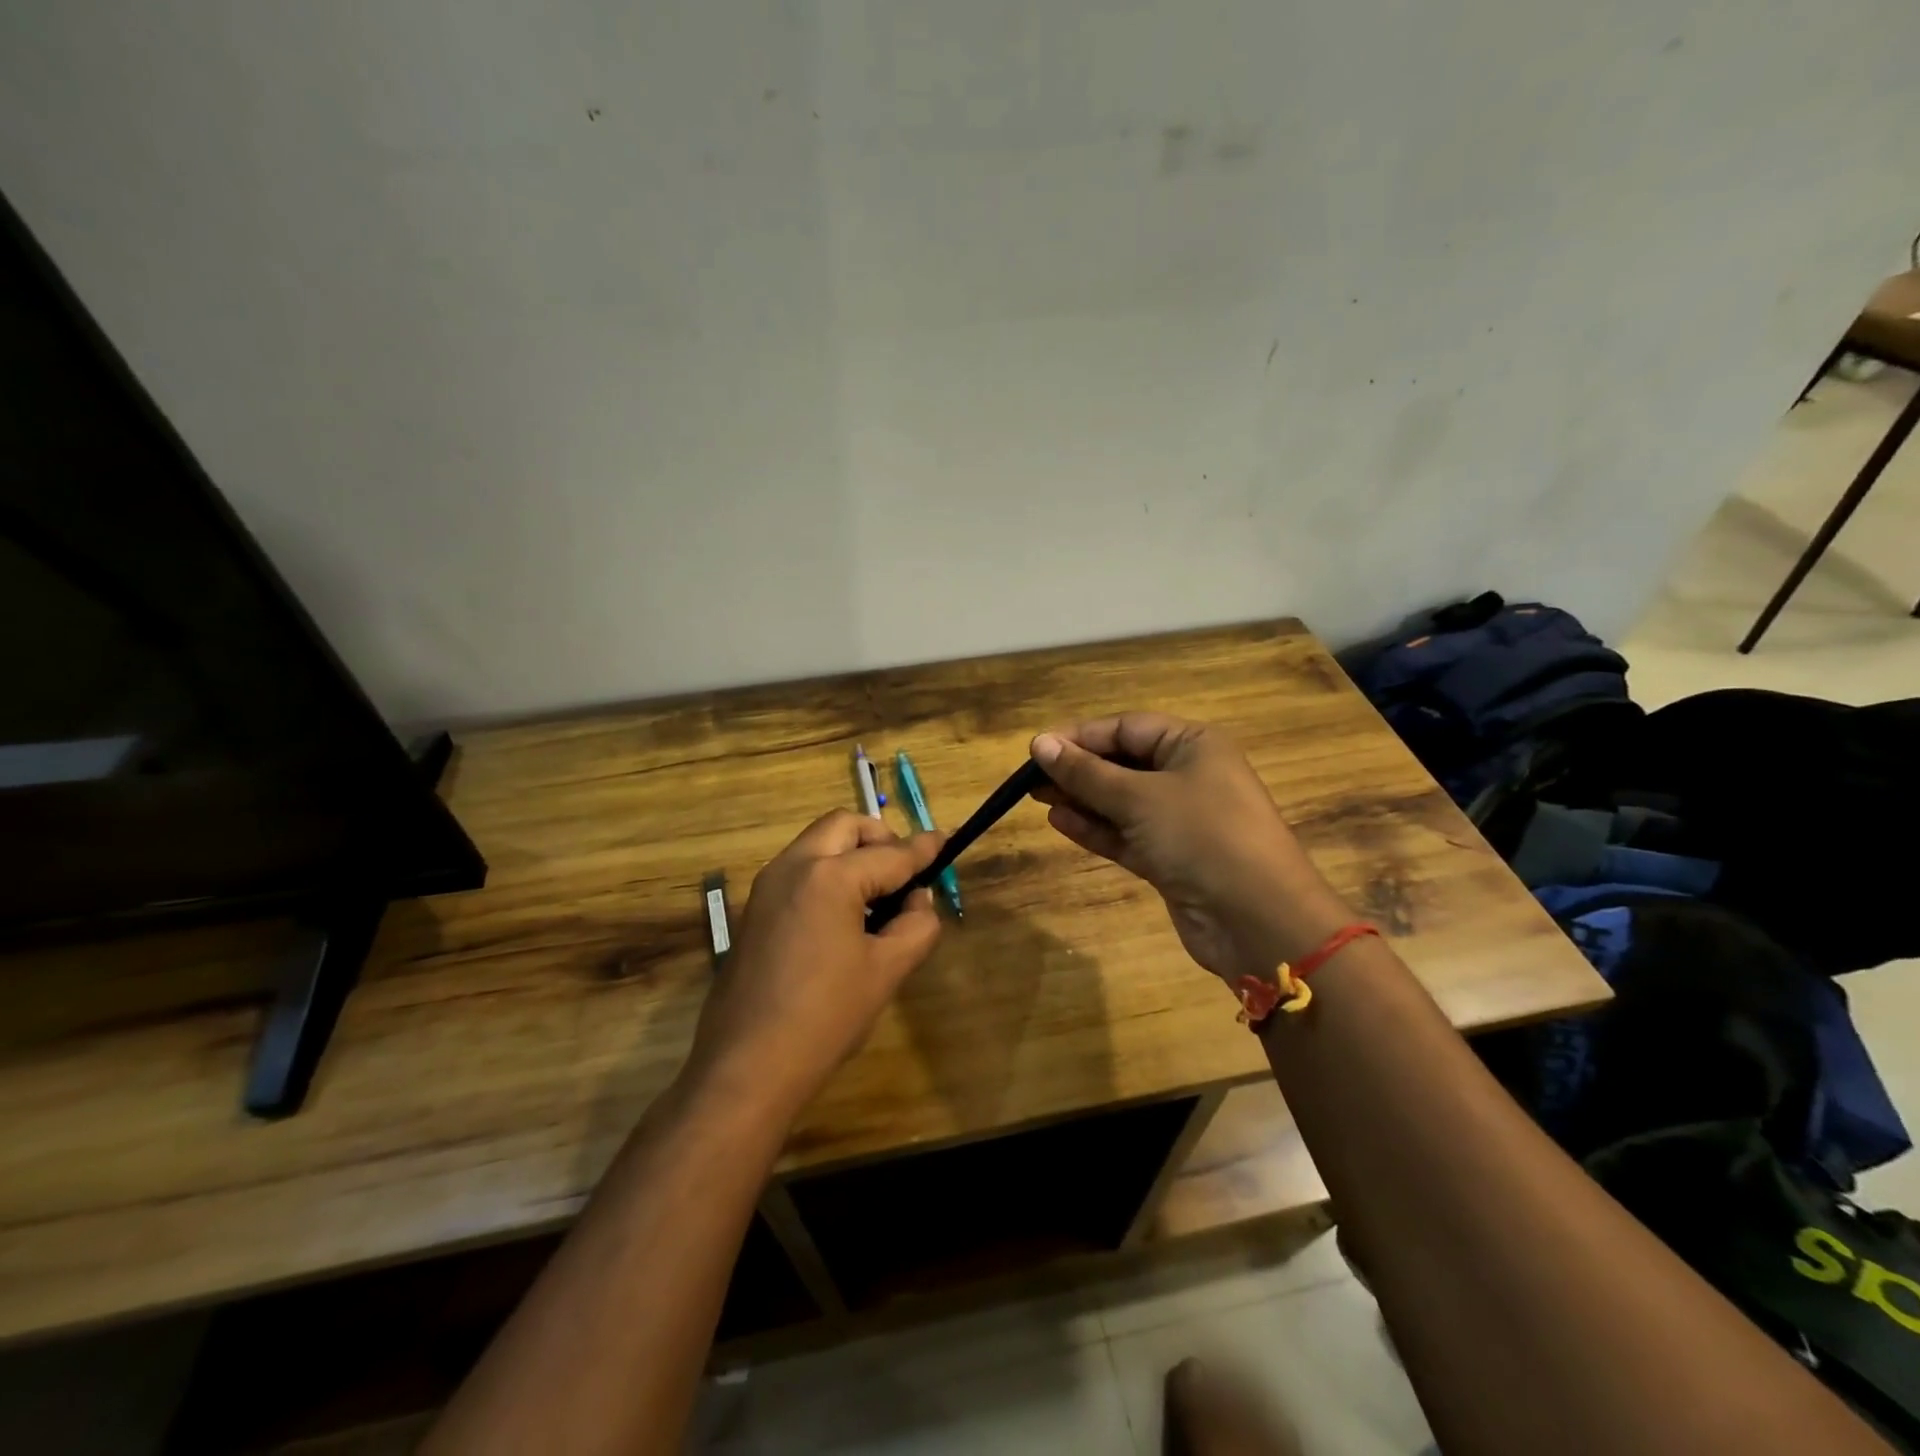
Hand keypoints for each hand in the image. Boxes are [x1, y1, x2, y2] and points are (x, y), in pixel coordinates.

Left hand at [684, 810, 943, 1121]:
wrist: (747, 1067)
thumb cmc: (825, 1018)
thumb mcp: (887, 971)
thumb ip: (916, 925)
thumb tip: (919, 901)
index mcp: (829, 877)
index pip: (890, 854)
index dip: (923, 850)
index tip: (945, 842)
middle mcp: (793, 867)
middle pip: (845, 826)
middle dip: (880, 839)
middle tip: (904, 874)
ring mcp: (767, 886)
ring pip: (818, 844)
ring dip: (852, 854)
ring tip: (878, 900)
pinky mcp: (755, 910)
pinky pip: (799, 871)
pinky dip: (828, 874)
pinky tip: (844, 919)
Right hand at [1029, 714, 1350, 983]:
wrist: (1258, 920)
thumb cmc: (1201, 836)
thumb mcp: (1139, 797)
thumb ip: (1087, 772)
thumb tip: (1039, 743)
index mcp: (1193, 745)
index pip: (1127, 728)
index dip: (1080, 736)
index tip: (1037, 749)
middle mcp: (1189, 776)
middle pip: (1123, 763)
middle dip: (1078, 769)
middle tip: (1030, 778)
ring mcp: (1181, 820)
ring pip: (1121, 801)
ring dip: (1082, 799)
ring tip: (1037, 798)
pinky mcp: (1171, 858)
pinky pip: (1126, 834)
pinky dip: (1096, 828)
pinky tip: (1060, 823)